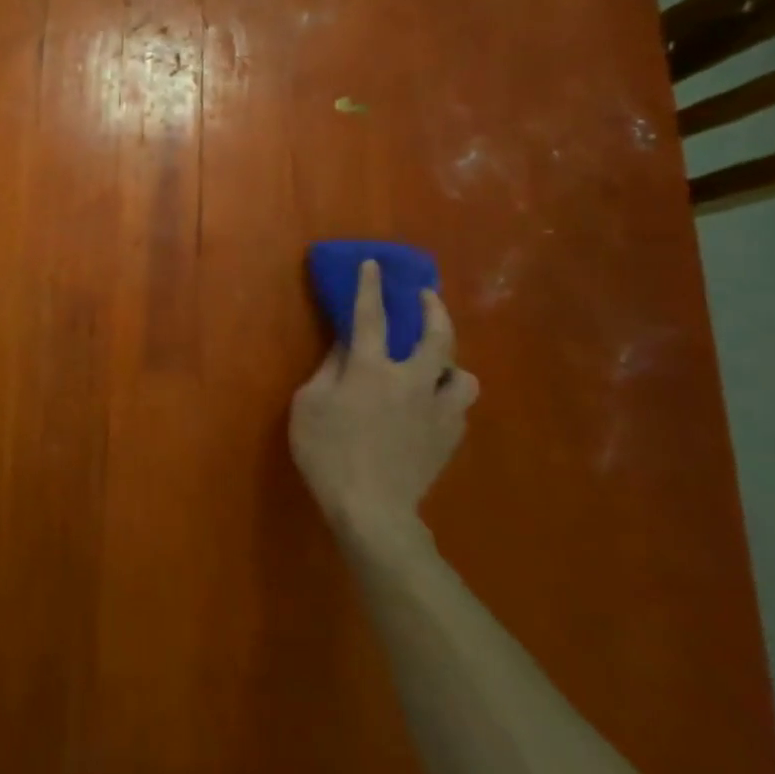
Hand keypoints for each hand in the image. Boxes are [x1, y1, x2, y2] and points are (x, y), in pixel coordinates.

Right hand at [290, 261, 479, 553]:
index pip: (371, 316)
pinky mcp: (450, 438)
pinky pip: (459, 407)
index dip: (370, 287)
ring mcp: (438, 410)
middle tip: (427, 297)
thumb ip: (329, 369)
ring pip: (464, 375)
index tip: (373, 264)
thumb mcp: (310, 405)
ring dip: (452, 363)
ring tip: (439, 364)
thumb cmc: (327, 452)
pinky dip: (448, 398)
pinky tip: (434, 406)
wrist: (372, 509)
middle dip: (433, 309)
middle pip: (437, 336)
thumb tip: (345, 345)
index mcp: (371, 369)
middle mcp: (412, 381)